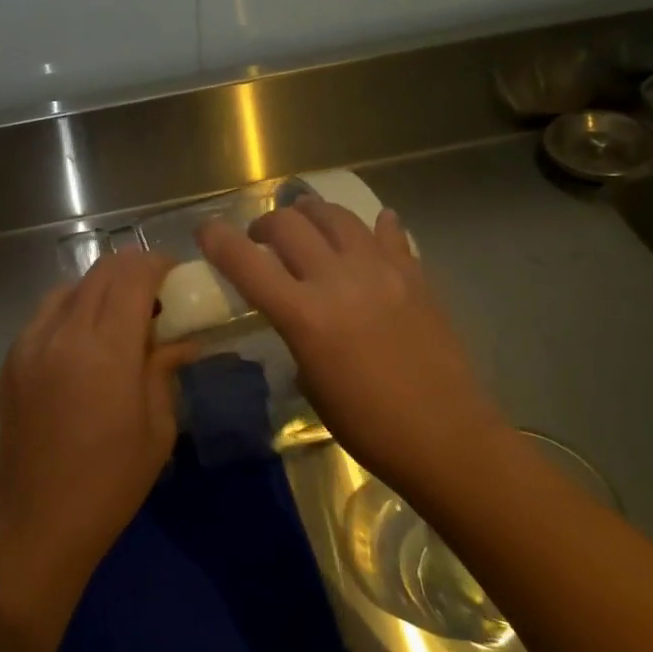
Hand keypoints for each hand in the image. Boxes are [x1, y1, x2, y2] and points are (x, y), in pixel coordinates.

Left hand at [0, 249, 191, 585]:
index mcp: (105, 349)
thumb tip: (183, 339)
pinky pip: (47, 313)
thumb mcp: (158, 425)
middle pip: (102, 271)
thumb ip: (165, 368)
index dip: (158, 265)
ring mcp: (30, 342)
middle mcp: (63, 333)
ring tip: (120, 318)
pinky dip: (73, 309)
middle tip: (156, 295)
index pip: (132, 274)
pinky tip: (86, 341)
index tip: (176, 277)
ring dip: (101, 289)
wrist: (41, 519)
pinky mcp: (12, 357)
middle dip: (134, 271)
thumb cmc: (113, 480)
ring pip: (71, 287)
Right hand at [198, 198, 501, 501]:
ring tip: (307, 226)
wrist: (446, 437)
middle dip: (265, 225)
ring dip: (311, 214)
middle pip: (289, 224)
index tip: (206, 232)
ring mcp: (382, 270)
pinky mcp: (416, 273)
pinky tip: (367, 232)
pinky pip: (388, 232)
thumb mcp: (311, 383)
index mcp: (305, 316)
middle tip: (262, 240)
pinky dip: (370, 227)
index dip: (217, 240)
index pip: (246, 262)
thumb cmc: (368, 426)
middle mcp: (339, 279)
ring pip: (336, 215)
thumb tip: (298, 310)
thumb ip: (296, 334)